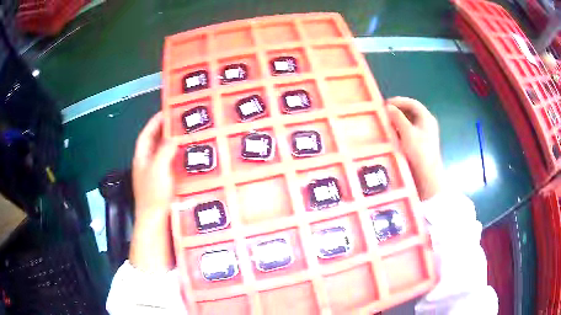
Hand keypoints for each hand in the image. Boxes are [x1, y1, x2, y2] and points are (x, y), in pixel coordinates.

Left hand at [129, 112, 177, 271]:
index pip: (146, 134)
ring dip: (173, 144)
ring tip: (187, 135)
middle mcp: (147, 164)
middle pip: (155, 142)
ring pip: (164, 154)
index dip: (155, 122)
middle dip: (166, 131)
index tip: (167, 111)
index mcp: (142, 158)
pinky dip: (178, 158)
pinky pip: (171, 165)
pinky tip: (189, 157)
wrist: (155, 221)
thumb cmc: (153, 194)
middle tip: (182, 122)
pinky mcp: (165, 183)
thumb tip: (174, 137)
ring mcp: (156, 174)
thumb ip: (164, 150)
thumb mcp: (158, 168)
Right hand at [386, 97, 444, 200]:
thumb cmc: (419, 152)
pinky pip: (410, 130)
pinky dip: (401, 129)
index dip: (399, 101)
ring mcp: (425, 133)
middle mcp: (427, 123)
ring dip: (398, 120)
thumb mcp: (407, 133)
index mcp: (426, 118)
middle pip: (411, 111)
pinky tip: (393, 133)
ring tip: (386, 122)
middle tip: (384, 112)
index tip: (385, 103)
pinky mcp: (421, 143)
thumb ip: (398, 118)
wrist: (427, 175)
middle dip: (398, 110)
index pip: (412, 103)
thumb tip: (388, 107)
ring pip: (410, 121)